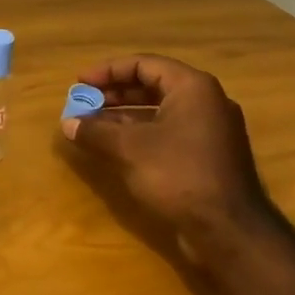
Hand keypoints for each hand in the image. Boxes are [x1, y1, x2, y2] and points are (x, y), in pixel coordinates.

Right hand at [61, 54, 279, 252]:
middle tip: (84, 102)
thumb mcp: (129, 149)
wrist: (228, 230)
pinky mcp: (207, 156)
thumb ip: (95, 131)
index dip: (108, 71)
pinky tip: (115, 147)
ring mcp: (209, 130)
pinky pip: (168, 132)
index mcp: (192, 88)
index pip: (144, 64)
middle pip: (152, 85)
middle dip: (114, 93)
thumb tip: (67, 123)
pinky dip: (140, 134)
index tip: (80, 83)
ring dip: (124, 116)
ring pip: (159, 111)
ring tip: (92, 126)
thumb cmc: (178, 174)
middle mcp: (206, 102)